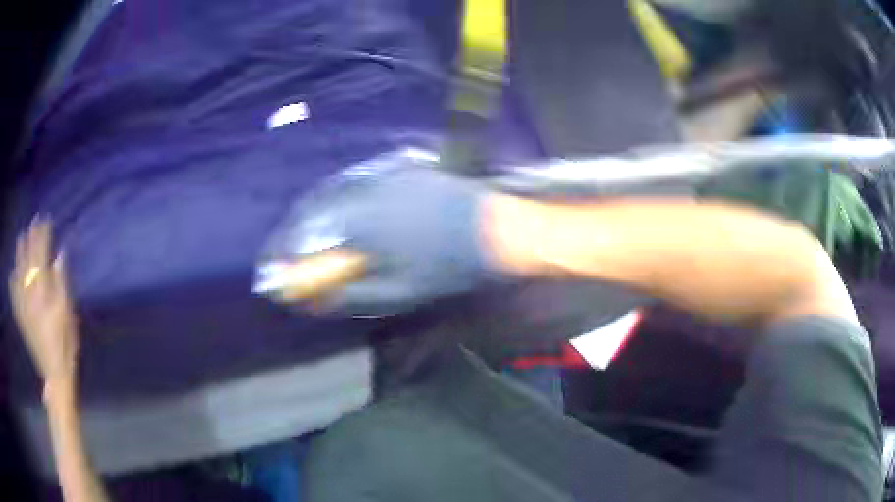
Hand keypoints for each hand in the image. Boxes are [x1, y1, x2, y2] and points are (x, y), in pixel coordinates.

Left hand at [9, 217, 78, 382]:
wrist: (54, 374)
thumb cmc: (65, 344)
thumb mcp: (68, 315)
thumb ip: (62, 284)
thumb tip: (60, 255)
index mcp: (43, 293)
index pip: (42, 256)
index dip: (43, 237)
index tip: (45, 220)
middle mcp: (30, 295)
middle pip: (29, 261)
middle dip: (31, 239)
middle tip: (33, 221)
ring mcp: (24, 306)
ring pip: (19, 273)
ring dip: (19, 254)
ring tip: (20, 238)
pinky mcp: (21, 318)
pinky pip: (14, 294)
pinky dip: (12, 281)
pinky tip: (12, 273)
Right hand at [303, 165, 492, 315]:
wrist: (494, 229)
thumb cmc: (448, 266)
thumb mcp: (398, 292)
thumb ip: (350, 294)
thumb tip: (312, 300)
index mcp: (360, 223)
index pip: (305, 235)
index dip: (285, 253)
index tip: (275, 271)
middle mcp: (364, 191)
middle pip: (314, 209)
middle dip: (294, 232)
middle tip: (288, 255)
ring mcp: (382, 175)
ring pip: (333, 192)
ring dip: (314, 215)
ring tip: (308, 237)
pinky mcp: (399, 169)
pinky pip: (357, 182)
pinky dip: (340, 200)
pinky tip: (341, 214)